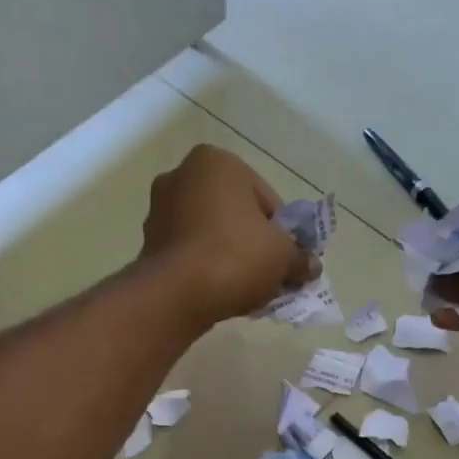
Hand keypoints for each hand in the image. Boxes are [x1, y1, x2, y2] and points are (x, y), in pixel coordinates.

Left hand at [138, 145, 315, 325]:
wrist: (176, 295)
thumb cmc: (235, 257)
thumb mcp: (283, 257)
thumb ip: (301, 258)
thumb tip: (311, 266)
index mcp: (217, 162)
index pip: (266, 198)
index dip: (283, 232)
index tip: (288, 258)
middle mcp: (182, 176)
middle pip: (236, 214)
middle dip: (254, 242)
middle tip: (270, 273)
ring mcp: (159, 209)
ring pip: (211, 233)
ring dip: (230, 255)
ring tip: (246, 287)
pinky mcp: (148, 242)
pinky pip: (190, 251)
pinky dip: (206, 267)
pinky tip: (220, 291)